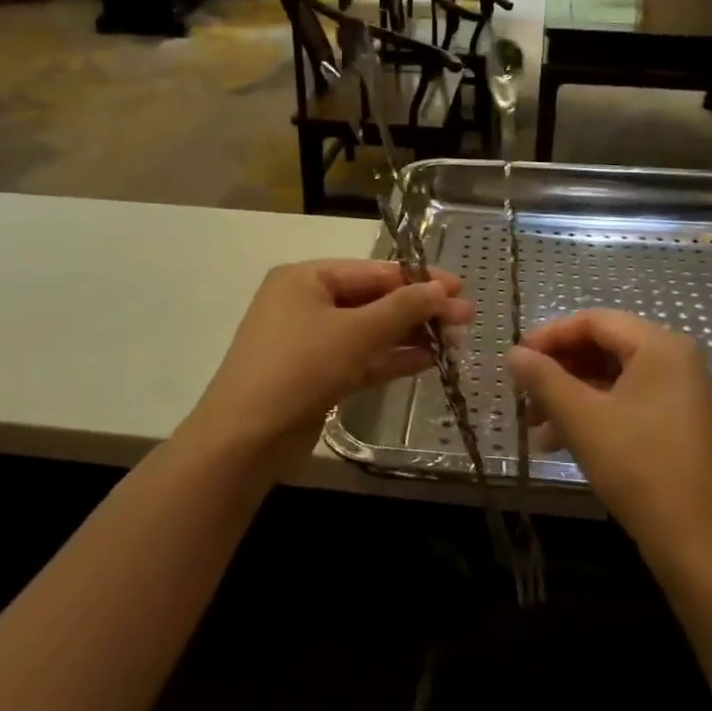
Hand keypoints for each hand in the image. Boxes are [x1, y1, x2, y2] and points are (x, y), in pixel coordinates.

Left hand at [181, 259, 472, 475]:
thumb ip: (402, 308)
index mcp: (306, 279)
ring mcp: (311, 342)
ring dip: (410, 335)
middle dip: (419, 309)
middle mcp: (306, 303)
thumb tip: (443, 290)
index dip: (419, 279)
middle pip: (374, 300)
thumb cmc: (299, 368)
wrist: (245, 440)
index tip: (460, 286)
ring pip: (370, 332)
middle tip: (466, 317)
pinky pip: (362, 359)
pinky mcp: (318, 376)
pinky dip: (392, 359)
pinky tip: (430, 360)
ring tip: (456, 340)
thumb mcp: (355, 333)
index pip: (374, 270)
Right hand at [507, 310, 711, 561]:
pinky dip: (590, 415)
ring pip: (609, 378)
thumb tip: (513, 353)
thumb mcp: (582, 418)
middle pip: (602, 347)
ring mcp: (676, 393)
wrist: (696, 539)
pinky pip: (624, 402)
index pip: (593, 321)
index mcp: (658, 345)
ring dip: (568, 396)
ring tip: (532, 425)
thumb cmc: (638, 465)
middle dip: (557, 370)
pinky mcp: (673, 423)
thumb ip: (543, 379)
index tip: (515, 358)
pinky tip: (555, 443)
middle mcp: (672, 360)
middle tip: (521, 393)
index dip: (549, 335)